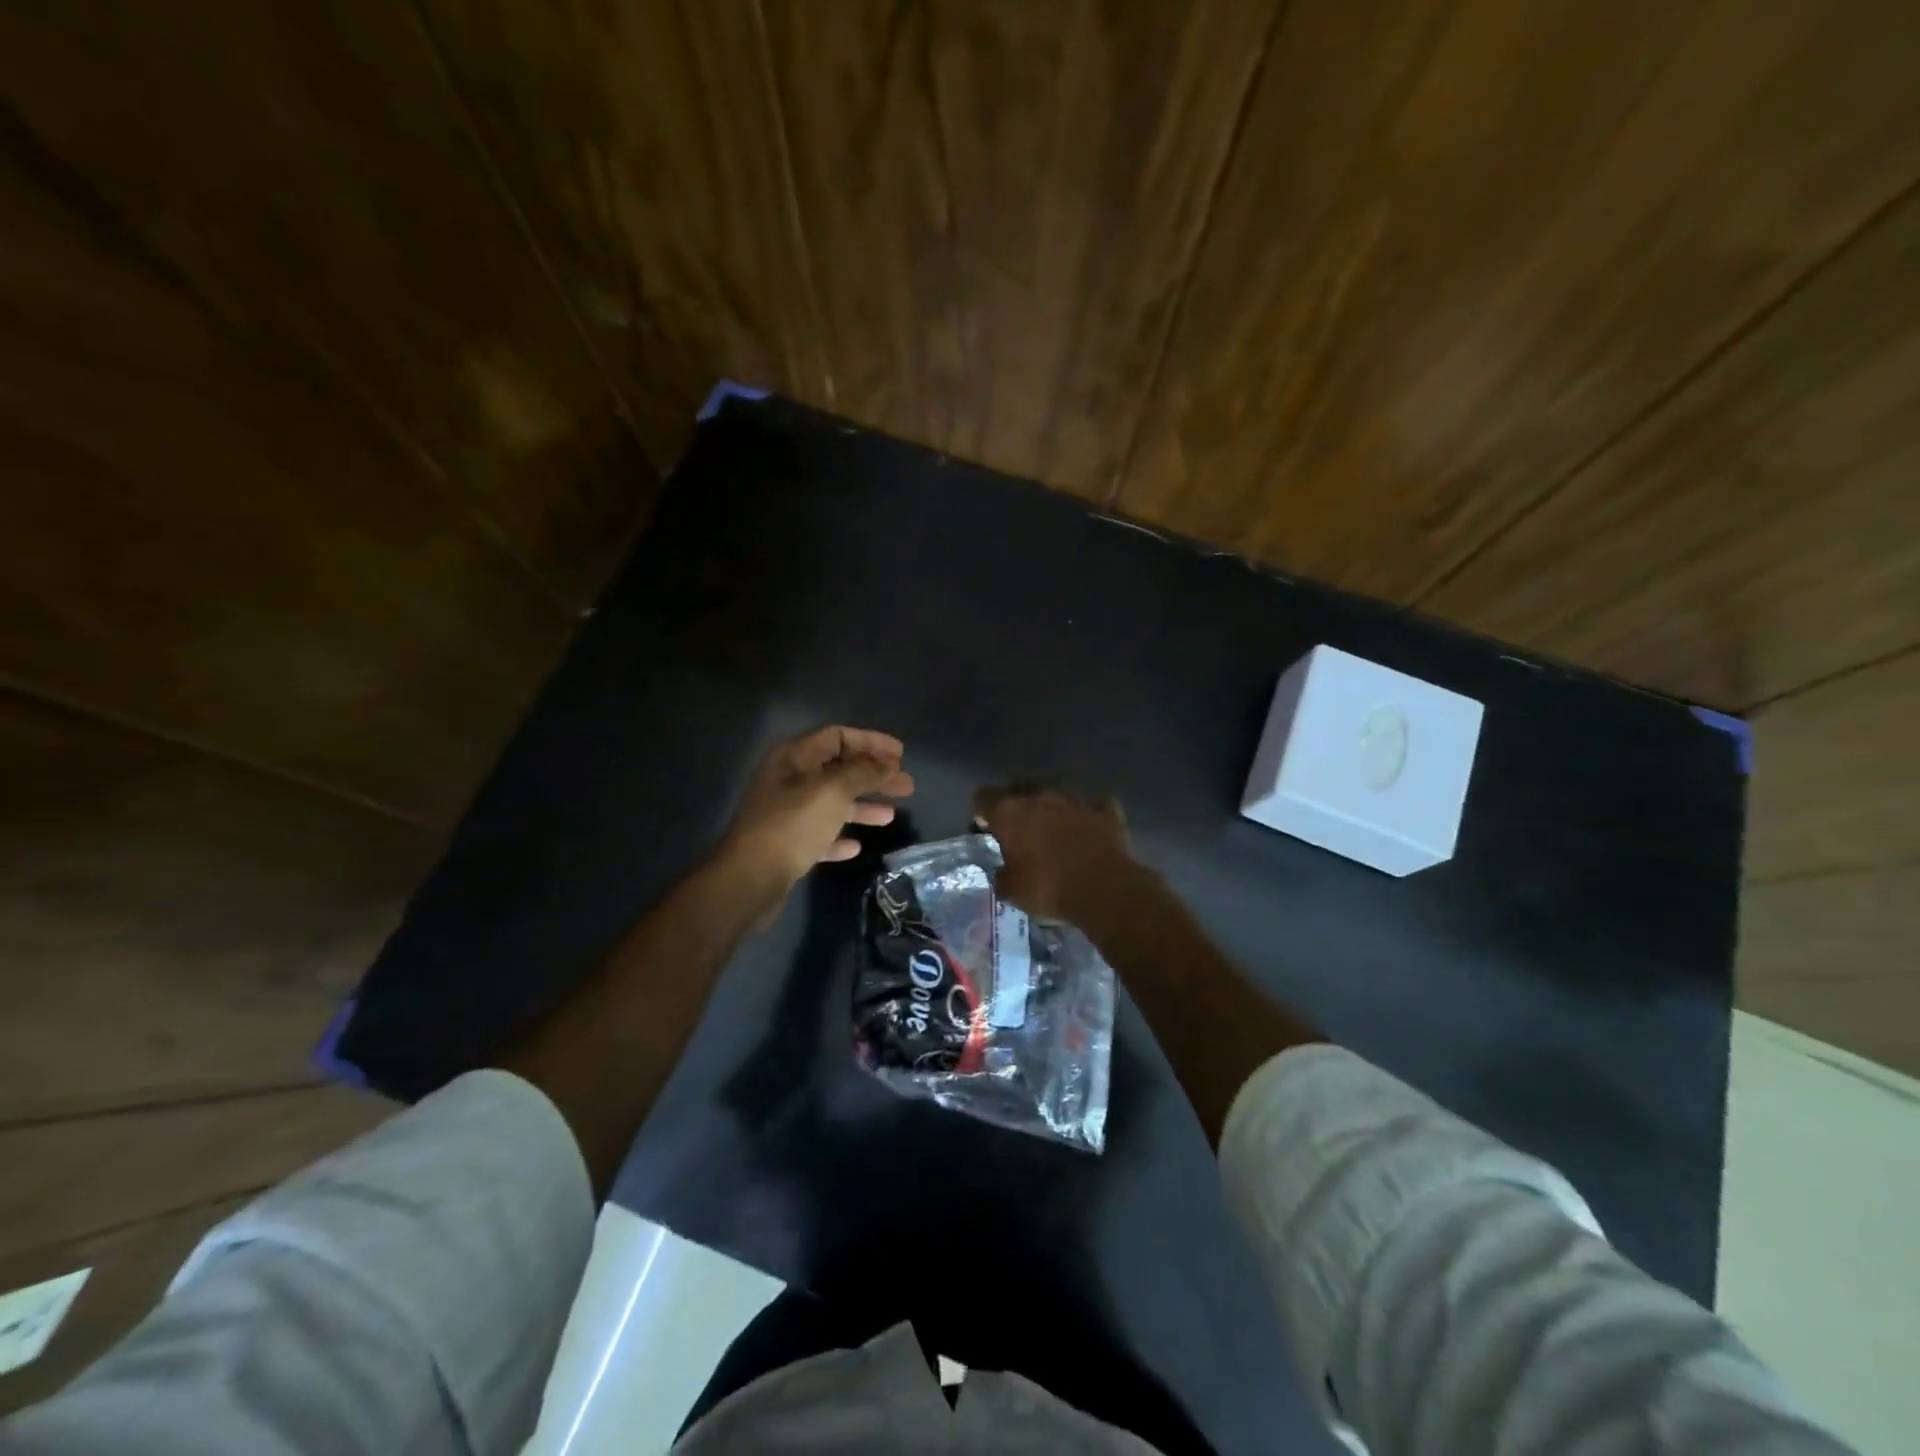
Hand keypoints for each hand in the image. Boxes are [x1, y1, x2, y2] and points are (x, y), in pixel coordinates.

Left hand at [722, 727, 914, 898]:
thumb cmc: (793, 826)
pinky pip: (821, 834)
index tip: (900, 755)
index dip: (871, 742)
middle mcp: (789, 781)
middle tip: (906, 785)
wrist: (750, 879)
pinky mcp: (788, 845)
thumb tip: (888, 763)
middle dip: (874, 776)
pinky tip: (856, 846)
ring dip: (862, 806)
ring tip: (891, 816)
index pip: (838, 737)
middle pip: (839, 770)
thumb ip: (863, 772)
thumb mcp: (833, 791)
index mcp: (795, 758)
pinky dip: (840, 836)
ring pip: (833, 803)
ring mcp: (787, 814)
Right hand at [972, 785, 1136, 922]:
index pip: (984, 797)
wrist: (1104, 888)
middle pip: (1020, 788)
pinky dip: (1087, 815)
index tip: (985, 826)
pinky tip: (1088, 827)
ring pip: (1056, 792)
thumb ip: (1002, 875)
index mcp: (1010, 811)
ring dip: (1051, 806)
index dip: (982, 811)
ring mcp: (1075, 798)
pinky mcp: (1105, 809)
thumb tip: (1003, 871)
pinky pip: (1091, 805)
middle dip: (1017, 803)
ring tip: (1053, 826)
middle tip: (1019, 827)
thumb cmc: (1049, 888)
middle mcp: (1040, 795)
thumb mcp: (1012, 891)